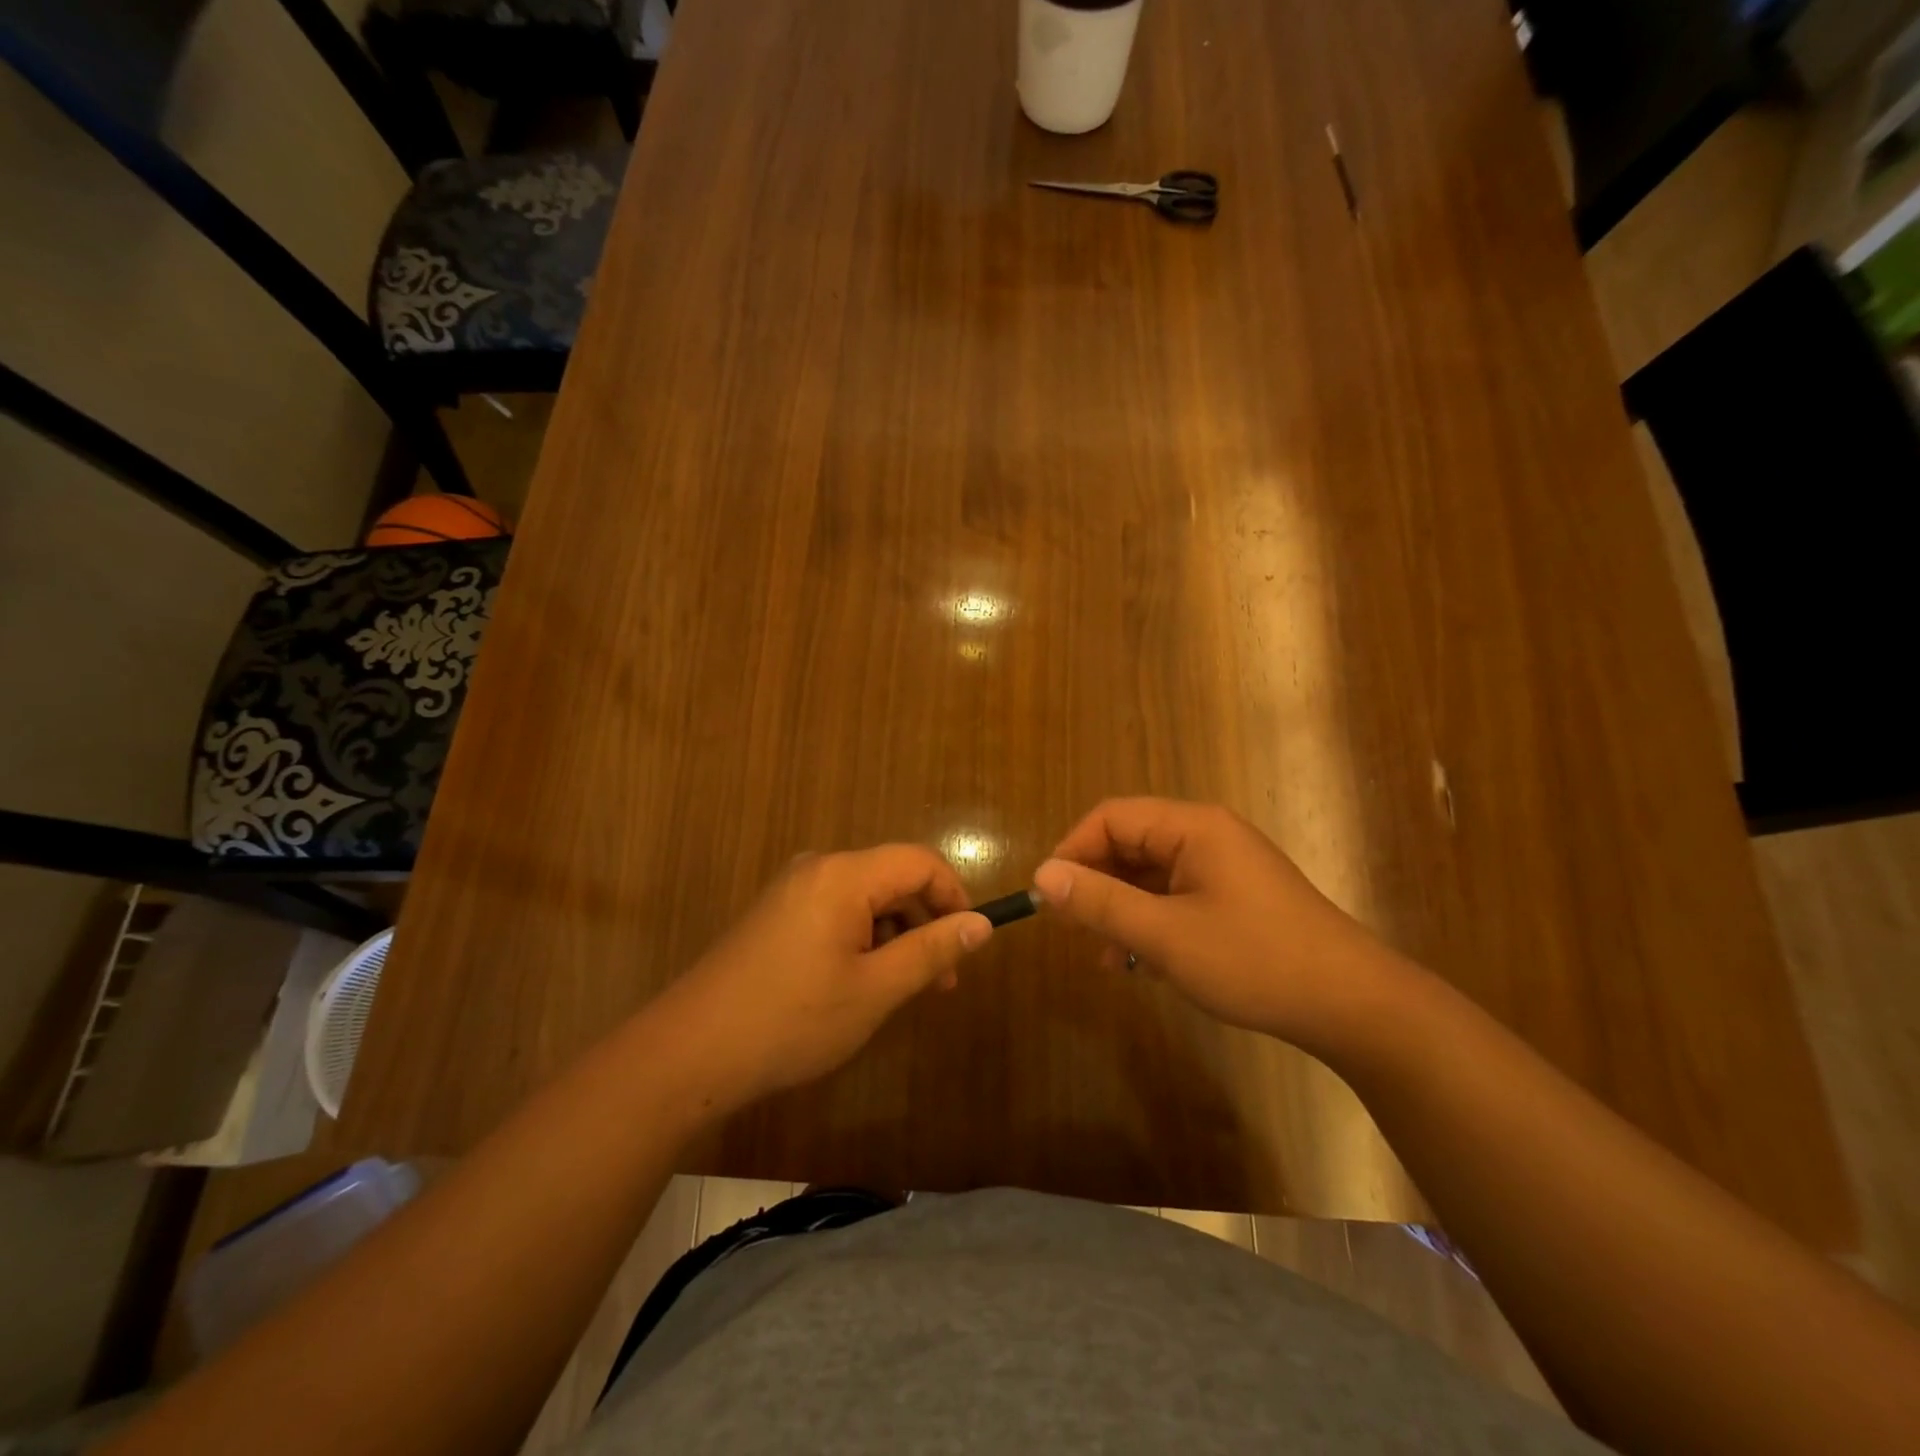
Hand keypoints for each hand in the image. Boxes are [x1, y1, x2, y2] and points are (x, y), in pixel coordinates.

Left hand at [660, 846, 992, 1108]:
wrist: (691, 1052)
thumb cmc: (792, 1020)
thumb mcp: (875, 990)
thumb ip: (931, 951)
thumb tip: (981, 924)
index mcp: (843, 875)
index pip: (920, 862)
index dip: (954, 896)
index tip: (968, 944)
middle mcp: (817, 868)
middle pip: (892, 879)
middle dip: (924, 923)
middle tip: (939, 982)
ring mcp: (792, 890)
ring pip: (865, 899)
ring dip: (894, 937)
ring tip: (899, 991)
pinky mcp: (776, 914)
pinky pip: (836, 912)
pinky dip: (861, 940)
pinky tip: (857, 985)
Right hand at [1032, 798, 1410, 1050]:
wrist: (1353, 1005)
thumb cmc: (1254, 960)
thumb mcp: (1165, 935)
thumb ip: (1100, 902)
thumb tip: (1043, 875)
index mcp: (1192, 827)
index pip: (1111, 818)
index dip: (1073, 852)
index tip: (1050, 898)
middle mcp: (1207, 835)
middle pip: (1130, 844)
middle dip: (1096, 885)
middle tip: (1072, 931)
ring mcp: (1224, 867)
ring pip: (1150, 875)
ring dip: (1121, 910)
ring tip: (1103, 957)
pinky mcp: (1235, 897)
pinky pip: (1175, 897)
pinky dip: (1150, 923)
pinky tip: (1140, 964)